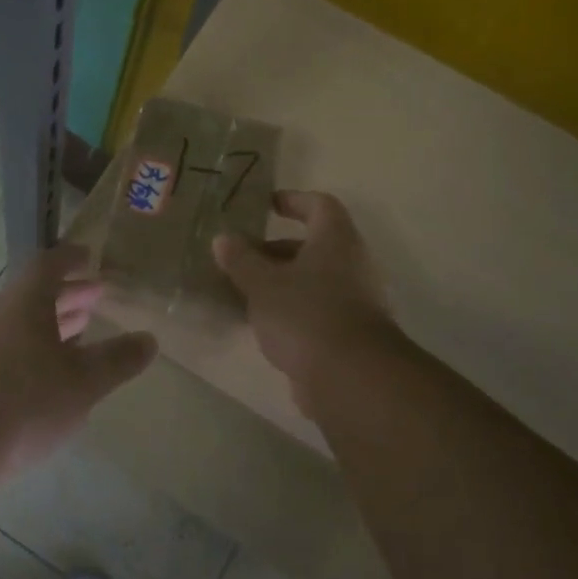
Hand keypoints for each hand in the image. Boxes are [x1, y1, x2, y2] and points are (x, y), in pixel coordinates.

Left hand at [0, 243, 157, 466]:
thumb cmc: (25, 400)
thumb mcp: (83, 382)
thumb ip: (117, 360)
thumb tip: (149, 339)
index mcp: (25, 302)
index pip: (49, 265)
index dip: (71, 259)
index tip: (89, 257)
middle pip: (34, 295)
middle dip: (68, 295)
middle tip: (95, 297)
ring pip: (19, 325)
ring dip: (50, 325)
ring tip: (78, 335)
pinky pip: (5, 351)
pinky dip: (31, 352)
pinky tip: (45, 378)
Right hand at [213, 190, 403, 421]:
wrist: (350, 377)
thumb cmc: (305, 315)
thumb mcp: (262, 284)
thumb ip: (241, 260)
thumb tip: (223, 238)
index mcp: (336, 241)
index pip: (319, 205)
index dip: (293, 200)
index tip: (266, 205)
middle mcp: (351, 264)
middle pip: (313, 246)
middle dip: (274, 250)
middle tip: (240, 258)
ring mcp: (354, 301)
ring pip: (311, 281)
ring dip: (279, 282)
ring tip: (242, 292)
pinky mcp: (348, 333)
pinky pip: (314, 309)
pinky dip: (289, 310)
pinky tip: (260, 323)